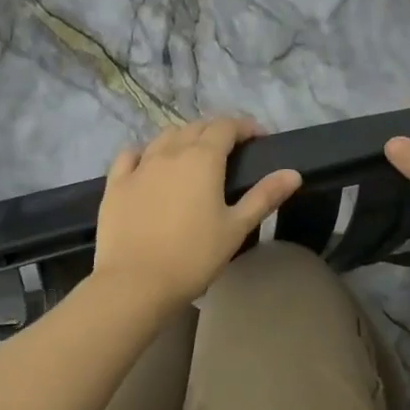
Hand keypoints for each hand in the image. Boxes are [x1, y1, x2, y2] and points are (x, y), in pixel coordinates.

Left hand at [94, 117, 302, 310]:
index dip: (244, 126)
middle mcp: (169, 152)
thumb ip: (264, 196)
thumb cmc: (193, 257)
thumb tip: (293, 173)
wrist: (136, 282)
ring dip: (184, 137)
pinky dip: (146, 152)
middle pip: (195, 127)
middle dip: (216, 131)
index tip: (258, 138)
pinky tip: (149, 163)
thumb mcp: (236, 228)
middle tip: (231, 149)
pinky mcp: (116, 184)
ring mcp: (139, 166)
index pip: (226, 126)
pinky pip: (131, 155)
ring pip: (164, 137)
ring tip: (194, 155)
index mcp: (202, 159)